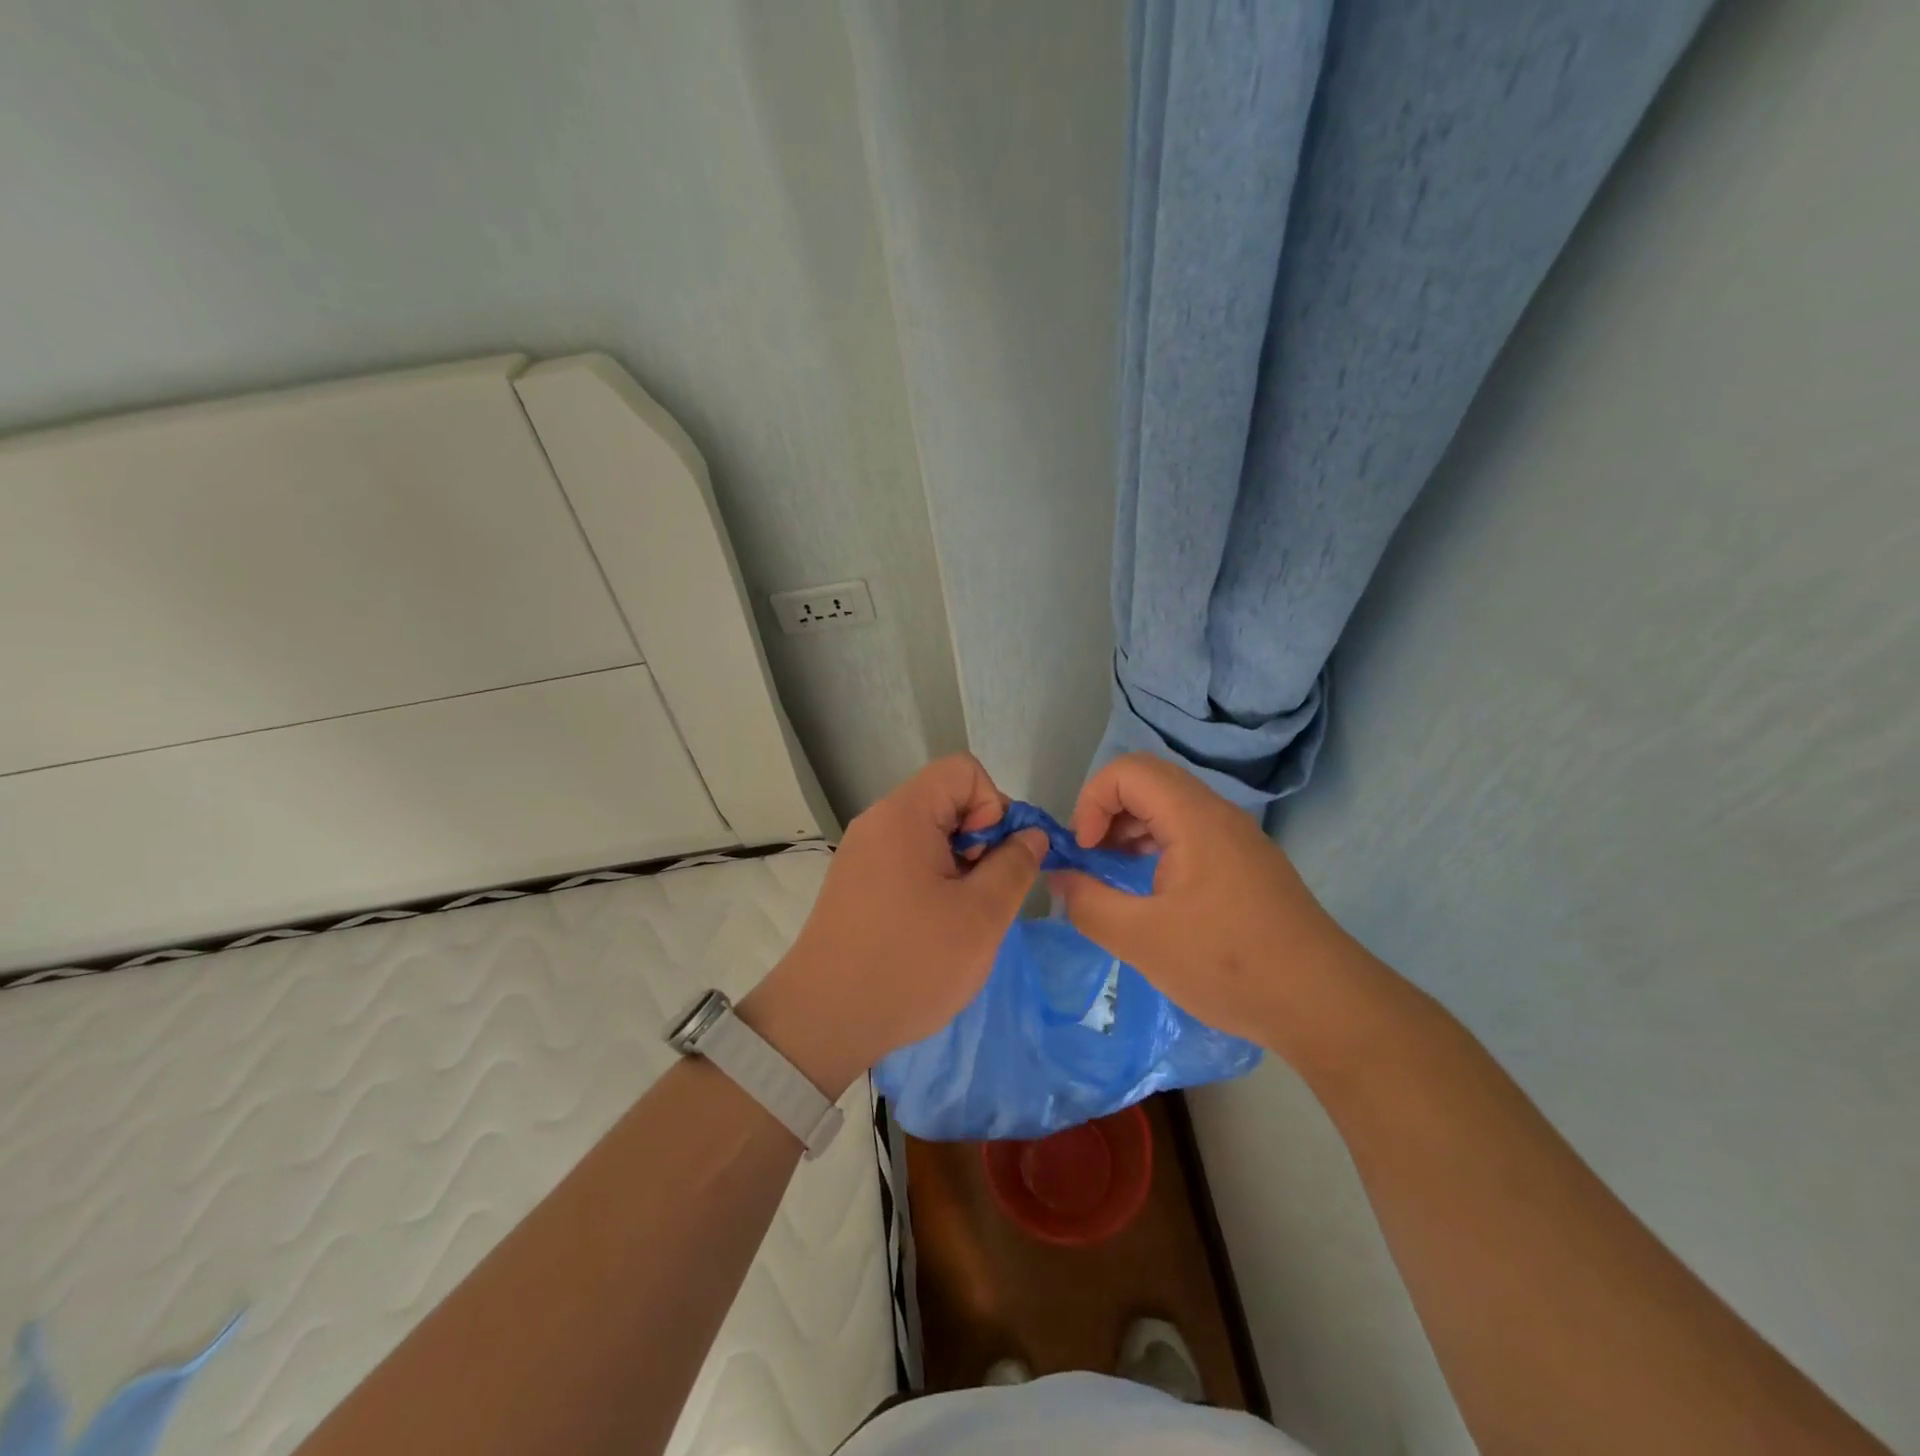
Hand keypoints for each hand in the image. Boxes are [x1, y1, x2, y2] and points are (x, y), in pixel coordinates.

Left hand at [742, 755, 1047, 1097]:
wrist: (823, 1021)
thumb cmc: (909, 964)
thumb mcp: (981, 917)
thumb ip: (1015, 865)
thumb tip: (1031, 834)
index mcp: (904, 815)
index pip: (963, 770)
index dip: (992, 806)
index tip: (989, 861)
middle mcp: (878, 822)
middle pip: (947, 800)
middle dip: (979, 840)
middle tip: (979, 897)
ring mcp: (863, 853)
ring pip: (931, 835)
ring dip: (959, 867)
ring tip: (958, 920)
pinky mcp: (856, 883)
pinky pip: (908, 861)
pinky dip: (933, 883)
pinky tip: (932, 930)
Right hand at [1052, 753, 1367, 1059]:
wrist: (1326, 1005)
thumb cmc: (1229, 965)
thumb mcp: (1142, 940)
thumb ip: (1088, 903)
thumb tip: (1059, 877)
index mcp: (1194, 818)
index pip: (1128, 770)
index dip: (1092, 801)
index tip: (1084, 850)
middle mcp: (1218, 814)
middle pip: (1148, 781)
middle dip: (1106, 812)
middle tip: (1092, 859)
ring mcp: (1237, 838)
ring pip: (1170, 806)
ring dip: (1131, 829)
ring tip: (1113, 874)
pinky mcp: (1247, 864)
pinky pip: (1190, 832)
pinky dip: (1157, 846)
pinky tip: (1151, 891)